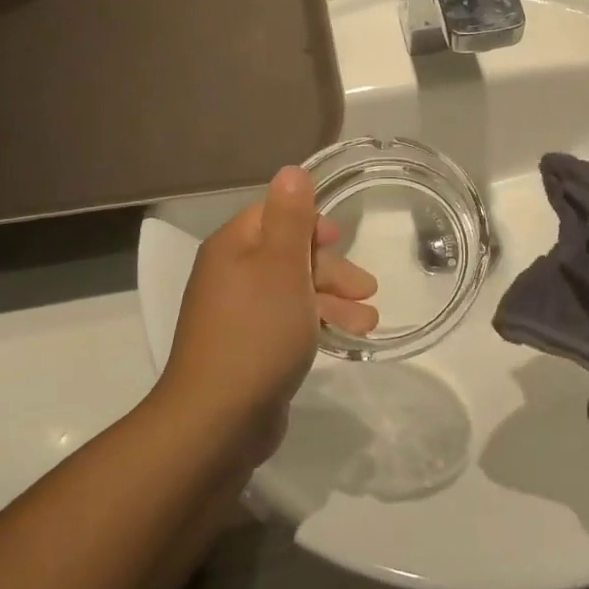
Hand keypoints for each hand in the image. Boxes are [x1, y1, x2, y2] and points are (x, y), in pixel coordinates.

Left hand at [157, 167, 378, 456]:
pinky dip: (319, 325)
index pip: (273, 215)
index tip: (341, 239)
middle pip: (289, 255)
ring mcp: (239, 316)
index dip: (311, 223)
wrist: (219, 418)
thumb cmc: (257, 332)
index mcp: (233, 249)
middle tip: (367, 289)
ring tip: (368, 323)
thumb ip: (290, 218)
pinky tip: (346, 339)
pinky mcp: (251, 350)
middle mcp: (231, 276)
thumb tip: (292, 170)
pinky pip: (290, 324)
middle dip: (332, 269)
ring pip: (295, 293)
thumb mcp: (280, 266)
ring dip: (334, 301)